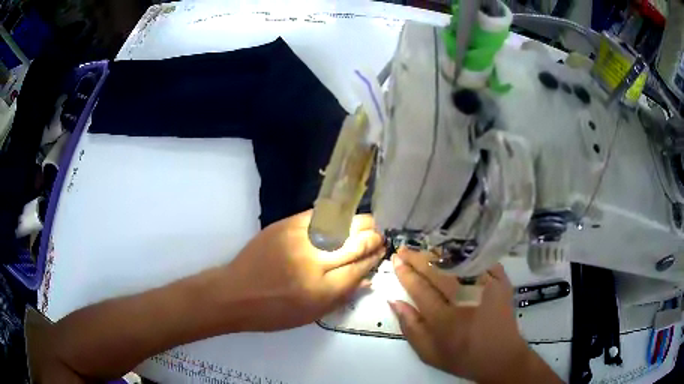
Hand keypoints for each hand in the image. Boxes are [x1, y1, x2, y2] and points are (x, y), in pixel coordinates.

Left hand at [223, 210, 384, 331]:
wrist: (235, 293)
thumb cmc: (273, 313)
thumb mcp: (312, 315)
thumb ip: (343, 296)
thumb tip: (368, 277)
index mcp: (322, 291)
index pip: (359, 268)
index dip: (374, 257)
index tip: (383, 251)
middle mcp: (313, 263)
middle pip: (354, 244)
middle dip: (373, 238)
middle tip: (381, 235)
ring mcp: (299, 240)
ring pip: (340, 226)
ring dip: (359, 223)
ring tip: (370, 223)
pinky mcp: (285, 225)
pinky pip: (318, 215)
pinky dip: (335, 215)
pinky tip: (345, 216)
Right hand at [389, 250, 560, 383]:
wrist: (501, 358)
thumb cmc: (462, 358)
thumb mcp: (429, 354)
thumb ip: (410, 328)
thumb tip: (394, 301)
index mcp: (444, 320)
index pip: (420, 289)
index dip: (406, 273)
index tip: (396, 260)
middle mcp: (465, 300)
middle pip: (437, 272)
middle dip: (417, 258)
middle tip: (404, 249)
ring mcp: (486, 288)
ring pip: (458, 263)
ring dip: (439, 254)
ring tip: (425, 249)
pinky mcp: (502, 282)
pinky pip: (482, 261)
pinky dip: (467, 255)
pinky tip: (455, 251)